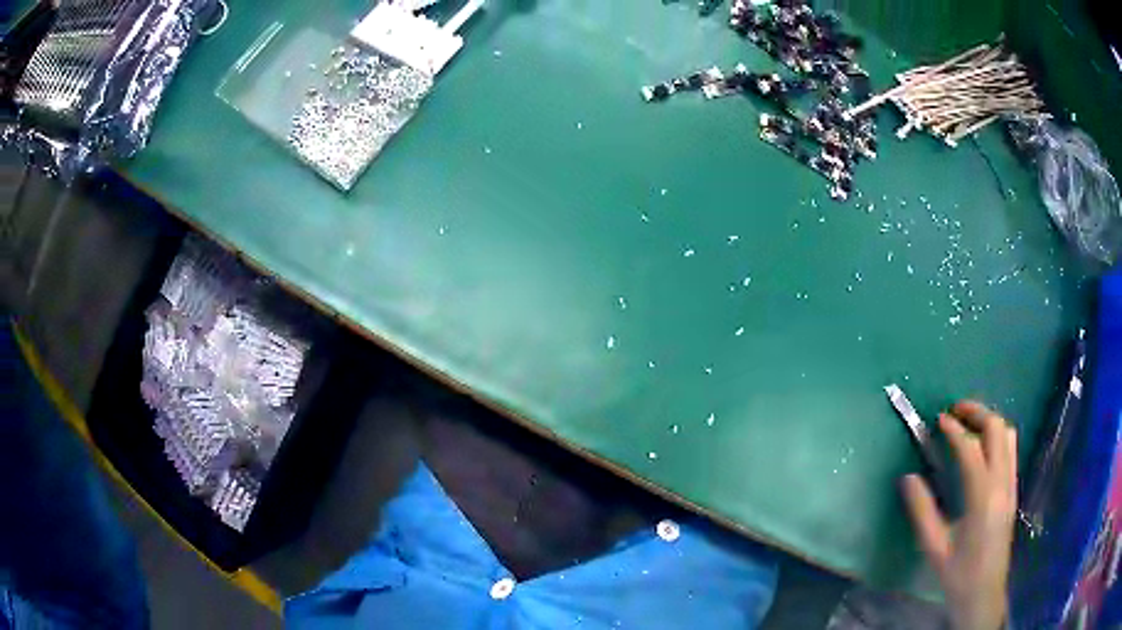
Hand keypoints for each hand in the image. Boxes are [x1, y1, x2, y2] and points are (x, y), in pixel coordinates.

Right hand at [901, 401, 1017, 629]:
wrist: (984, 593)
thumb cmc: (958, 574)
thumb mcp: (934, 548)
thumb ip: (922, 511)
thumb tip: (908, 477)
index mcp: (982, 497)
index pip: (971, 449)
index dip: (954, 430)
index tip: (939, 420)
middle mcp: (1002, 482)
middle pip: (996, 429)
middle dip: (976, 413)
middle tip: (955, 412)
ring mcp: (1011, 484)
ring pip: (1008, 435)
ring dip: (989, 421)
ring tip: (968, 424)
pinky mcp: (1013, 489)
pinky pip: (1011, 449)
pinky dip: (997, 436)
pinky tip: (982, 448)